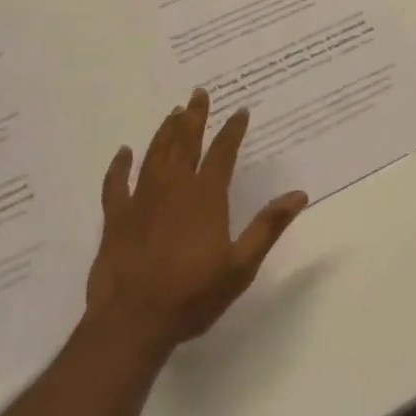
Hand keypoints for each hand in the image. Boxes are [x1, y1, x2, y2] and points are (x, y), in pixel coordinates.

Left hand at [86, 89, 307, 358]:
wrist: (133, 322)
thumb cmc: (193, 295)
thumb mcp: (241, 266)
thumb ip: (268, 227)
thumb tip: (299, 195)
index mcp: (206, 197)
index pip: (222, 152)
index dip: (232, 130)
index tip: (240, 110)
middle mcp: (174, 188)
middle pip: (185, 143)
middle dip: (194, 117)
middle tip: (198, 93)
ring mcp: (141, 201)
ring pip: (154, 155)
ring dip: (165, 132)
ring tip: (173, 113)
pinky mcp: (116, 218)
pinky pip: (116, 184)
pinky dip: (119, 166)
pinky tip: (123, 152)